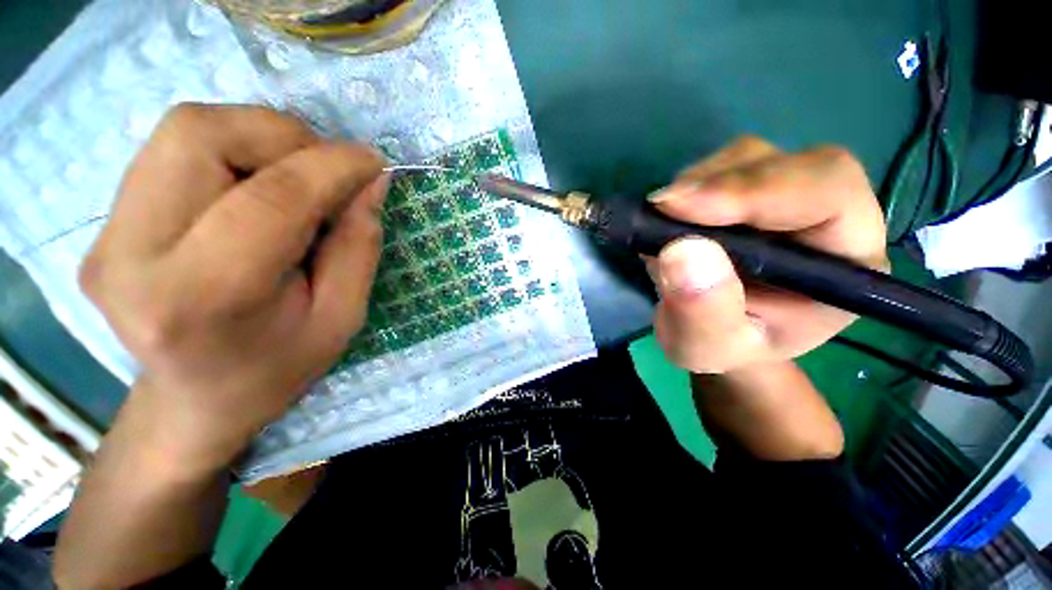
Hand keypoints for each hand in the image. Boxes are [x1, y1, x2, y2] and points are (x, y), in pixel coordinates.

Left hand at [80, 103, 387, 469]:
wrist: (196, 399)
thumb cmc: (277, 368)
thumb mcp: (341, 318)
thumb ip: (358, 245)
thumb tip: (370, 182)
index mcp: (201, 299)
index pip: (270, 200)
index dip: (332, 167)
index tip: (373, 162)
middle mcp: (131, 255)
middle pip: (201, 135)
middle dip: (285, 138)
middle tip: (328, 172)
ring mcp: (104, 234)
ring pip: (186, 129)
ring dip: (259, 138)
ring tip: (297, 178)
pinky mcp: (104, 222)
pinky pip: (175, 148)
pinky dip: (234, 149)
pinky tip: (258, 188)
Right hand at [647, 136, 887, 373]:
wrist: (716, 333)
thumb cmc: (723, 348)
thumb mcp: (707, 346)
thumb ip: (703, 311)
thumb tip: (681, 250)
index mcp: (846, 262)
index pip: (827, 194)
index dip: (756, 191)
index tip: (681, 207)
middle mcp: (827, 217)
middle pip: (788, 164)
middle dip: (720, 183)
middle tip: (661, 208)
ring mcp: (785, 199)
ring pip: (750, 158)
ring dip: (699, 183)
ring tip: (662, 221)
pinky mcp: (748, 193)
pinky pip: (721, 168)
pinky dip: (688, 186)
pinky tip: (668, 217)